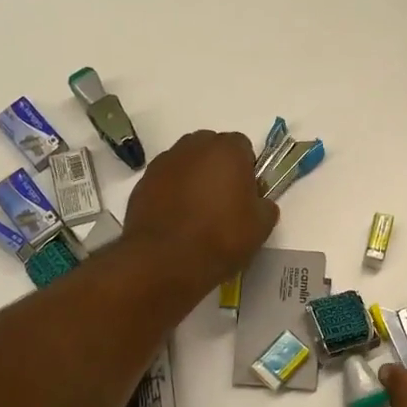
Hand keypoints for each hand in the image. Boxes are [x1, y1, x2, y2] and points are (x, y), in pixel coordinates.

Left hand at [121, 130, 277, 292]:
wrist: (166, 260)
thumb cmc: (221, 237)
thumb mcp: (261, 227)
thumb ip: (265, 206)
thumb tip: (259, 203)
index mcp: (227, 149)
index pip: (243, 147)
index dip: (247, 170)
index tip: (246, 194)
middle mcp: (193, 146)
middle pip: (211, 149)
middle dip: (218, 168)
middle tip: (222, 201)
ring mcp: (164, 163)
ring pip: (185, 164)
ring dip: (192, 179)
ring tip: (196, 213)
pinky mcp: (142, 183)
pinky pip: (164, 182)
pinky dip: (171, 194)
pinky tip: (175, 220)